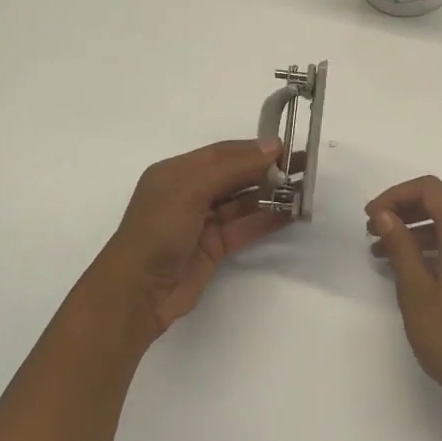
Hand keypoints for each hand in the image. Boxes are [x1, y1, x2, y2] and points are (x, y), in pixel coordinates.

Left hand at [86, 137, 287, 346]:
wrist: (137, 293)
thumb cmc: (158, 231)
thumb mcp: (190, 188)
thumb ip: (232, 166)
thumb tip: (273, 146)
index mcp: (177, 172)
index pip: (223, 153)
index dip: (254, 149)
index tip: (288, 149)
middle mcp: (190, 192)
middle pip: (236, 174)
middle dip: (268, 169)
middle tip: (304, 167)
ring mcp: (203, 221)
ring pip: (243, 201)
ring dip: (272, 194)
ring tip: (304, 190)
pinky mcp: (214, 247)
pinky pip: (246, 226)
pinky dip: (268, 219)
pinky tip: (291, 213)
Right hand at [366, 176, 441, 420]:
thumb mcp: (417, 293)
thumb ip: (401, 248)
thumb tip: (385, 214)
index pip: (430, 189)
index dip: (396, 195)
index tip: (370, 216)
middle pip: (440, 203)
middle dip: (403, 211)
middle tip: (371, 232)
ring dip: (415, 231)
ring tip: (381, 253)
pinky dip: (431, 248)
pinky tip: (408, 271)